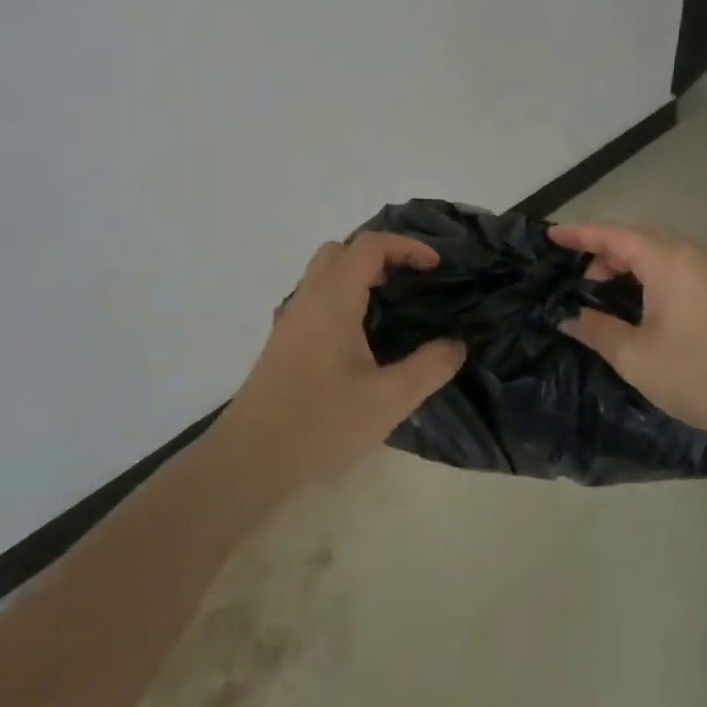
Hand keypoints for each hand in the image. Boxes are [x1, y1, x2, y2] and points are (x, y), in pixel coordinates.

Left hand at [220, 232, 465, 490]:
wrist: (250, 461)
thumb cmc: (321, 424)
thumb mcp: (390, 400)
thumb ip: (430, 367)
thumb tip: (457, 344)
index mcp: (333, 299)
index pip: (370, 246)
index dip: (407, 247)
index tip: (436, 267)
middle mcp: (307, 299)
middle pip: (342, 251)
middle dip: (381, 255)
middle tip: (412, 281)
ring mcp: (289, 321)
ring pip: (324, 276)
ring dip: (359, 277)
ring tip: (392, 308)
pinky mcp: (282, 344)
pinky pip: (316, 301)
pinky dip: (344, 299)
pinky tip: (361, 340)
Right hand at [550, 222, 706, 443]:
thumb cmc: (694, 374)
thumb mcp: (634, 356)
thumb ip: (596, 329)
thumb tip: (569, 318)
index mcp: (668, 261)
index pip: (614, 235)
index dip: (580, 234)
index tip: (552, 235)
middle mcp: (693, 253)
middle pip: (639, 237)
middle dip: (604, 250)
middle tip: (580, 279)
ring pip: (661, 250)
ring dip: (630, 262)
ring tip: (607, 291)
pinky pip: (680, 264)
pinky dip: (653, 271)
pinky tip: (644, 300)